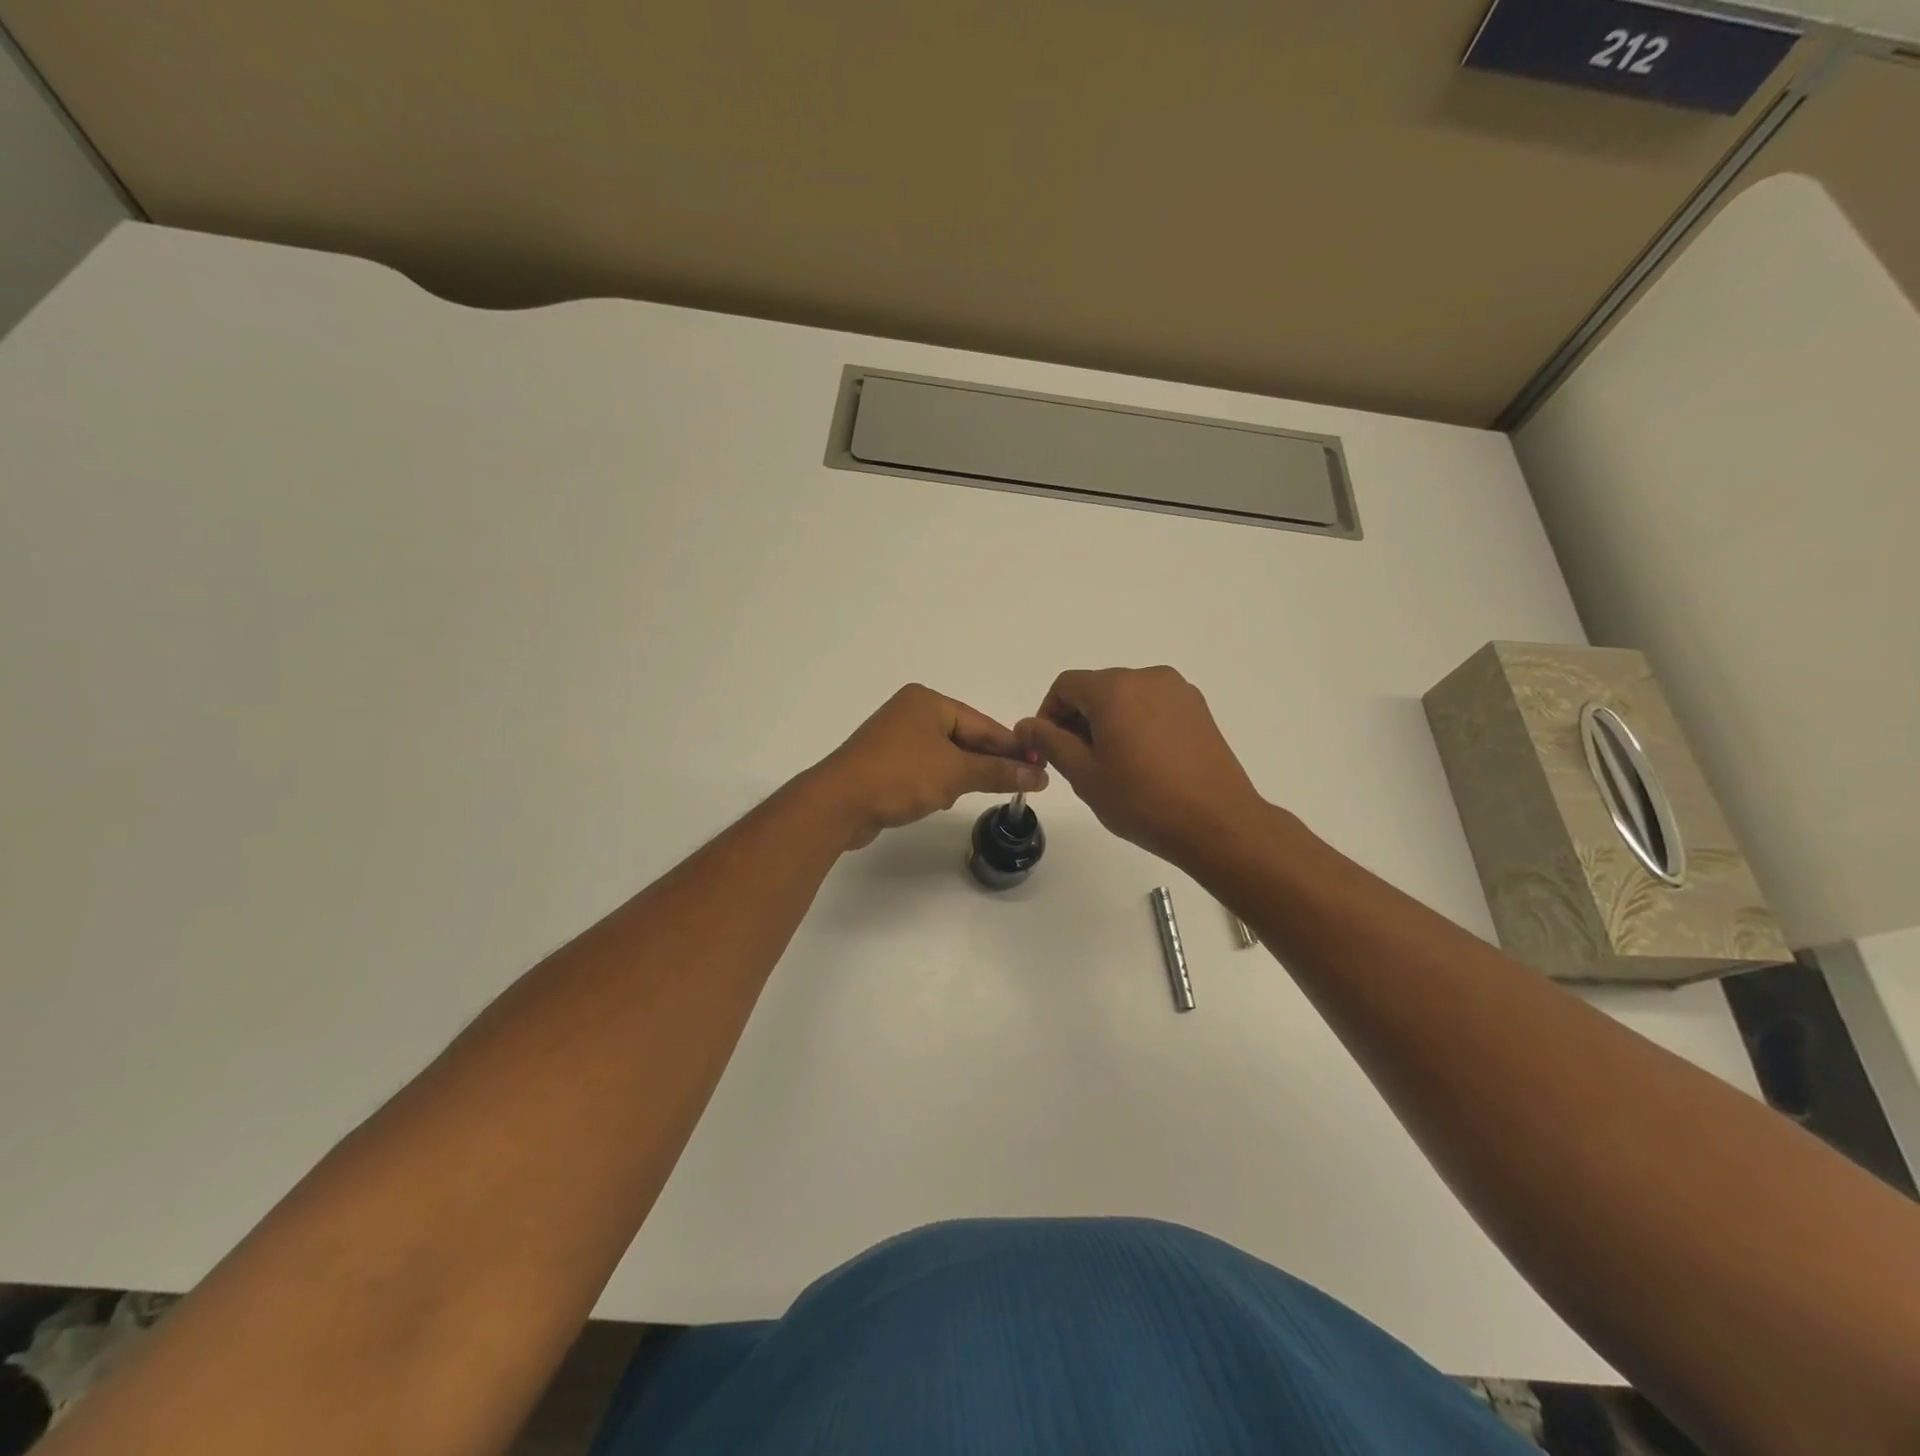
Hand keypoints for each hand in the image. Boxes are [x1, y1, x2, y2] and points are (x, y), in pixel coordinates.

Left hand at [809, 684, 1047, 849]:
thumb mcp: (955, 773)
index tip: (1039, 766)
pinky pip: (924, 770)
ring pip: (945, 756)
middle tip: (1018, 784)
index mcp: (928, 702)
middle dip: (985, 762)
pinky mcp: (883, 764)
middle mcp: (910, 713)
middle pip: (964, 738)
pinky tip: (938, 800)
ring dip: (959, 776)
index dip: (1011, 747)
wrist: (837, 804)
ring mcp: (894, 739)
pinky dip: (936, 783)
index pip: (982, 724)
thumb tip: (1038, 775)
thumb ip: (997, 772)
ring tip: (970, 794)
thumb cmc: (899, 776)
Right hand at [1016, 666, 1263, 865]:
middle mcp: (1148, 678)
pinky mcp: (1198, 709)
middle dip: (1078, 719)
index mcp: (1115, 688)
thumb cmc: (1142, 800)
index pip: (1066, 686)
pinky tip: (1143, 762)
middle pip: (1097, 688)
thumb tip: (1026, 725)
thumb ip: (1049, 742)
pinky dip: (1137, 724)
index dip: (1048, 714)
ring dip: (1108, 722)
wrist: (1217, 823)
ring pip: (1126, 697)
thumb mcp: (1084, 774)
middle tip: (1078, 763)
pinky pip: (1153, 707)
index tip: (1049, 749)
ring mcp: (1179, 691)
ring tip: (1112, 765)